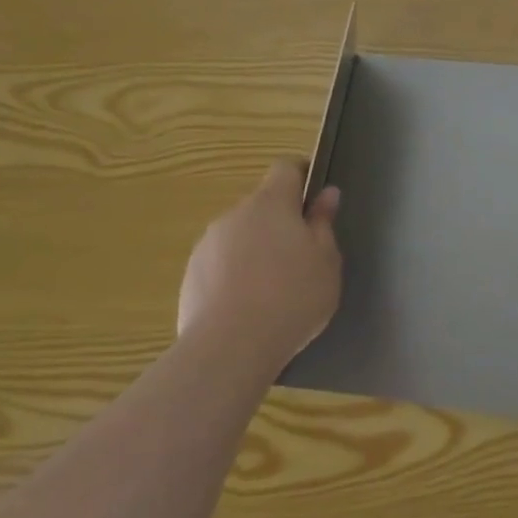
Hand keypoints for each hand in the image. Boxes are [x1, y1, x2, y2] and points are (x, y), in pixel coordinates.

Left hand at [179, 159, 342, 357]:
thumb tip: (326, 195)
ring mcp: (207, 246)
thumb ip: (324, 223)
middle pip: (262, 206)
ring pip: (240, 236)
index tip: (316, 200)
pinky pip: (221, 265)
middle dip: (281, 222)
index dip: (303, 176)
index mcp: (271, 202)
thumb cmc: (292, 296)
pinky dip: (236, 276)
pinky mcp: (190, 278)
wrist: (229, 349)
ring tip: (275, 289)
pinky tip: (250, 309)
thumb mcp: (326, 260)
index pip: (286, 168)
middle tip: (303, 256)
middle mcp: (234, 215)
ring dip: (257, 250)